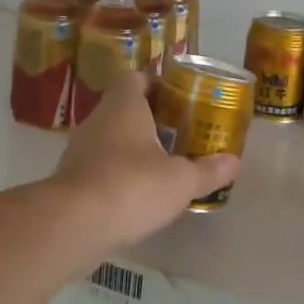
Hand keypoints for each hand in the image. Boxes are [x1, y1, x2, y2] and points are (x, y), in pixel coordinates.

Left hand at [50, 70, 239, 248]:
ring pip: (110, 140)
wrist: (74, 225)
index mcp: (123, 107)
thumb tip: (233, 162)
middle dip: (150, 120)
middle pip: (123, 110)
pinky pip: (99, 168)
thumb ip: (207, 170)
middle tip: (179, 135)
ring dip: (133, 150)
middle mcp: (97, 121)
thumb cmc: (133, 186)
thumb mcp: (181, 180)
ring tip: (162, 167)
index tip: (177, 99)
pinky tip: (137, 196)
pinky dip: (117, 176)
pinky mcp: (70, 181)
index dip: (156, 84)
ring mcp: (78, 151)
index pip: (135, 78)